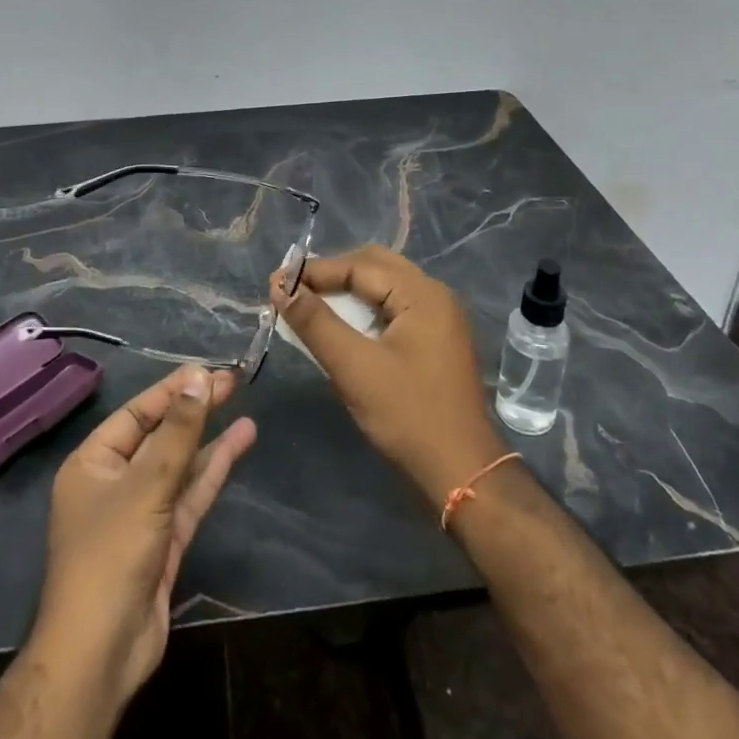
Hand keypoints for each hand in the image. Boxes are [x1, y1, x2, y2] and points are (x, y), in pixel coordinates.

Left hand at [33, 365, 257, 702]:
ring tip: (243, 406)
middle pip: (161, 435)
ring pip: (179, 464)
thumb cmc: (111, 555)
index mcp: (93, 462)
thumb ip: (177, 432)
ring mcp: (141, 512)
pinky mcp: (164, 540)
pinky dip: (213, 469)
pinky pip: (190, 494)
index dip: (172, 390)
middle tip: (231, 381)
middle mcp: (114, 481)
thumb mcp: (146, 485)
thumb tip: (198, 378)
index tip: (207, 370)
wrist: (102, 653)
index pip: (137, 413)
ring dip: (209, 438)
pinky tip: (238, 442)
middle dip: (194, 410)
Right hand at [273, 245, 505, 508]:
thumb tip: (280, 285)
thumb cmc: (408, 416)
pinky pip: (395, 308)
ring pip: (385, 287)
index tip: (275, 281)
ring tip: (311, 304)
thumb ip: (315, 322)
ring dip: (348, 291)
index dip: (314, 271)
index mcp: (422, 294)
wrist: (463, 472)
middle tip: (294, 289)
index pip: (359, 266)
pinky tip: (343, 326)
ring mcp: (440, 318)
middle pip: (375, 266)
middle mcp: (435, 295)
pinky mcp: (437, 340)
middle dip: (332, 275)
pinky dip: (365, 309)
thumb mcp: (354, 368)